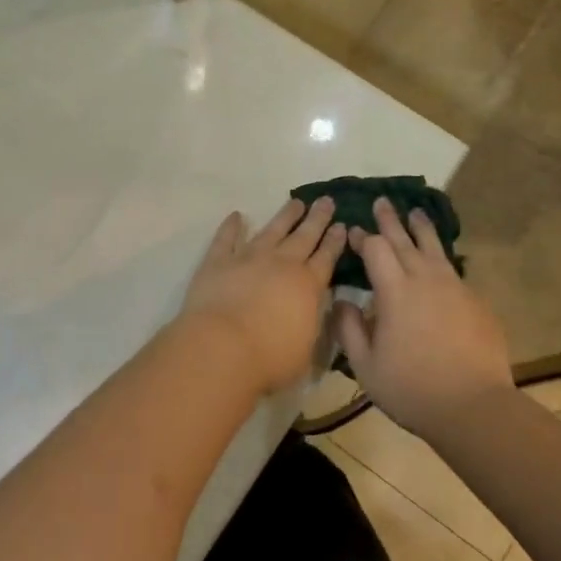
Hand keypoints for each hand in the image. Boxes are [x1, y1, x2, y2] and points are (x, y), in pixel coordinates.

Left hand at [179, 197, 345, 396]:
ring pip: (272, 230)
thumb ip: (311, 326)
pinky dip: (231, 226)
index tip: (342, 225)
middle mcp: (282, 264)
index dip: (335, 241)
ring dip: (285, 216)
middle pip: (304, 236)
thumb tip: (314, 312)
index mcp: (308, 286)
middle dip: (317, 219)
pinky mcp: (218, 262)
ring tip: (296, 202)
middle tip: (326, 201)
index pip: (326, 258)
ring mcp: (248, 258)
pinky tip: (236, 215)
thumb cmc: (270, 359)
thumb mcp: (306, 350)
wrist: (223, 348)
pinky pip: (226, 239)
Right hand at [332, 197, 514, 434]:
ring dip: (421, 228)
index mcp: (395, 291)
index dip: (364, 238)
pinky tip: (439, 260)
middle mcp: (425, 279)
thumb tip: (342, 301)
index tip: (355, 231)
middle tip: (382, 202)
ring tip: (415, 212)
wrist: (473, 406)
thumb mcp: (365, 366)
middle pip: (405, 239)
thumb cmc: (411, 388)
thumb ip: (349, 329)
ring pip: (435, 248)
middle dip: (390, 220)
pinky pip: (452, 270)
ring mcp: (455, 288)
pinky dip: (440, 257)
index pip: (376, 249)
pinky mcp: (475, 301)